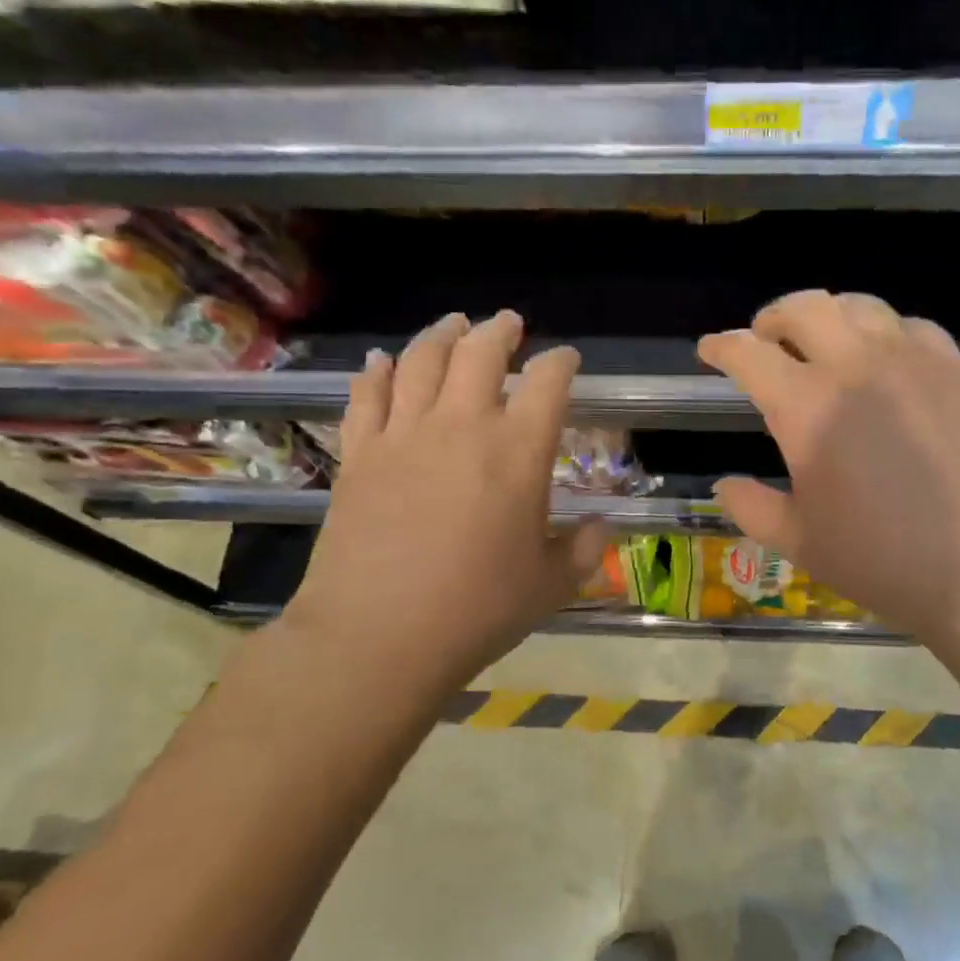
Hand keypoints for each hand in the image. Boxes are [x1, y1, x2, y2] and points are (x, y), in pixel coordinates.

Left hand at [283, 311, 607, 699]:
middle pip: (480, 353)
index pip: (547, 383)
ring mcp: (404, 435)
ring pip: (421, 360)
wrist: (378, 636)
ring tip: (453, 324)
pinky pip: (366, 396)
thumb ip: (582, 549)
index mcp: (519, 452)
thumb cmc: (477, 611)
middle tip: (508, 324)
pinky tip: (381, 360)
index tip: (565, 359)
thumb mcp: (550, 585)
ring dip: (441, 335)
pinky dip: (376, 371)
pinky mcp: (359, 454)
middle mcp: (463, 426)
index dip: (560, 362)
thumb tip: (600, 528)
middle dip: (499, 331)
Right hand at [697, 291, 959, 648]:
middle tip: (763, 339)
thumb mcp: (800, 542)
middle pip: (805, 308)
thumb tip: (725, 485)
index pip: (749, 354)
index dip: (721, 346)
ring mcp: (913, 362)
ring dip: (828, 314)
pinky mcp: (956, 372)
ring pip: (860, 306)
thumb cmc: (883, 560)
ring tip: (821, 340)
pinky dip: (884, 330)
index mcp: (807, 407)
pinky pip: (911, 326)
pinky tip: (884, 357)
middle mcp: (857, 367)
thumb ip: (752, 507)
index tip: (709, 350)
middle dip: (772, 316)